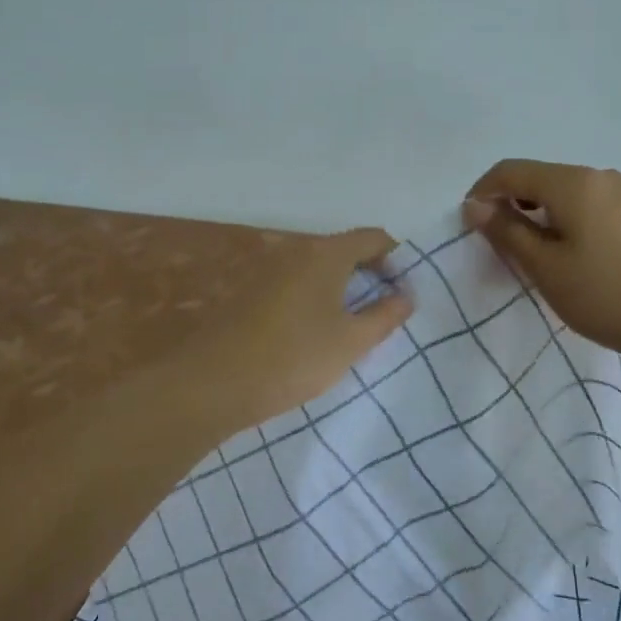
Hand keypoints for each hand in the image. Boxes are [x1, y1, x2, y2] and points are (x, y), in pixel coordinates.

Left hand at [185, 228, 411, 437]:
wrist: (215, 383)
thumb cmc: (294, 357)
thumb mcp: (351, 342)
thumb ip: (385, 316)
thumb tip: (405, 295)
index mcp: (325, 253)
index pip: (373, 237)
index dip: (395, 258)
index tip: (404, 290)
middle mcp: (296, 250)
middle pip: (344, 250)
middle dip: (368, 274)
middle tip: (383, 311)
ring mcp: (269, 268)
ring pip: (318, 268)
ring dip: (340, 288)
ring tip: (351, 326)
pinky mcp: (250, 291)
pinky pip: (295, 283)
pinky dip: (314, 297)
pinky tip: (313, 333)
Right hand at [465, 160, 620, 367]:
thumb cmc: (608, 296)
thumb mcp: (546, 268)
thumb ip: (506, 232)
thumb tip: (475, 205)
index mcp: (573, 182)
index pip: (511, 171)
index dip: (483, 192)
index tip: (469, 225)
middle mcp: (599, 176)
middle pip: (539, 178)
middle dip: (511, 204)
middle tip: (500, 245)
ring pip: (565, 193)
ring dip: (539, 214)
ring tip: (534, 254)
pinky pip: (589, 205)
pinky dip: (566, 220)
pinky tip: (571, 255)